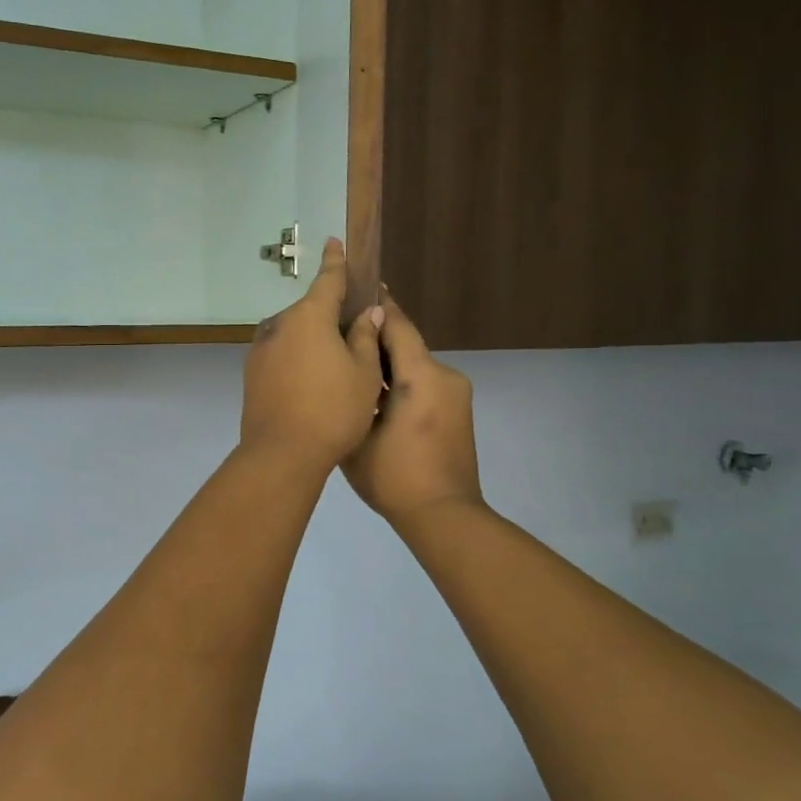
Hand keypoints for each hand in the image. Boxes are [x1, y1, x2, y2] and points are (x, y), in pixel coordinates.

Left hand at [240, 238, 385, 476]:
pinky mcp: (252, 375)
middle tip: (354, 331)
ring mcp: (260, 351)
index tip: (334, 242)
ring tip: (335, 365)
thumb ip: (365, 337)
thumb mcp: (363, 373)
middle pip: (310, 311)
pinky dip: (297, 359)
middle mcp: (279, 326)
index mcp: (309, 317)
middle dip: (330, 315)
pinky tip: (312, 382)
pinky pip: (281, 355)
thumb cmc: (333, 410)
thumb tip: (367, 312)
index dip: (335, 262)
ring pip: (293, 335)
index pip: (327, 280)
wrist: (281, 454)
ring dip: (312, 340)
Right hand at [342, 293, 482, 528]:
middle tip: (342, 334)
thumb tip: (349, 366)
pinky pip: (425, 386)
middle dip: (377, 339)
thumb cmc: (395, 477)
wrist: (443, 516)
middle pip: (407, 345)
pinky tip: (375, 397)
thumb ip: (354, 394)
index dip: (378, 304)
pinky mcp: (458, 413)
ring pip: (415, 367)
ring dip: (388, 365)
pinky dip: (402, 384)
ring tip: (353, 368)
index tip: (360, 284)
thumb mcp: (359, 434)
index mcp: (422, 376)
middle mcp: (445, 377)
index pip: (398, 326)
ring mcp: (456, 396)